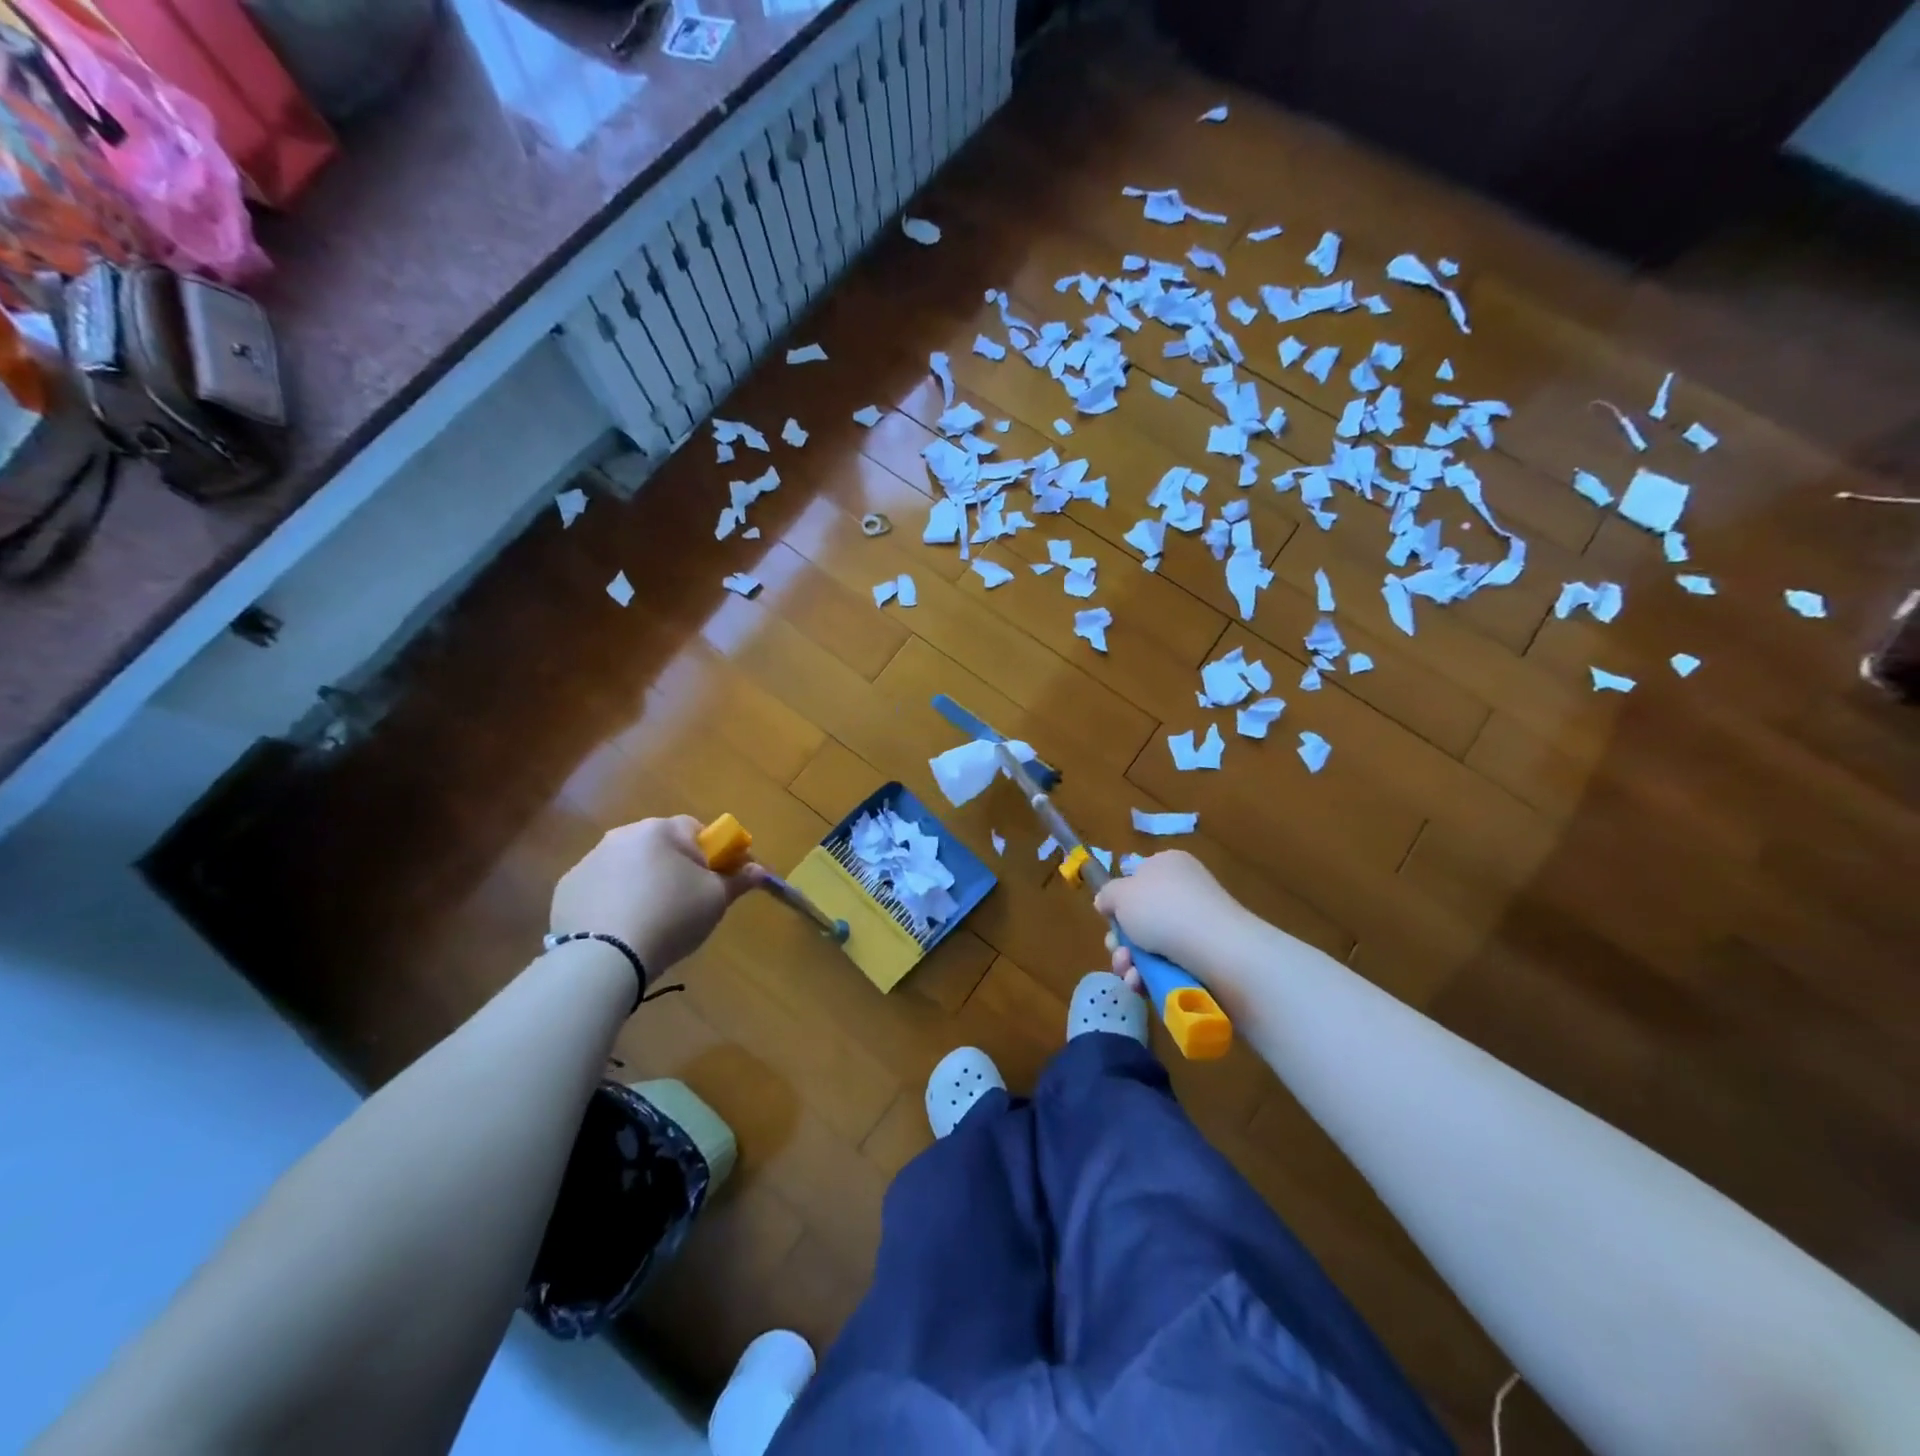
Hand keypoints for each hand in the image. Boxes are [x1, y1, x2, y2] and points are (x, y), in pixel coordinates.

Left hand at [550, 816, 764, 980]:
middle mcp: (623, 835)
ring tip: (651, 920)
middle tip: (687, 902)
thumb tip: (760, 869)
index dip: (713, 854)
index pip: (697, 830)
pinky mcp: (568, 888)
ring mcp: (590, 860)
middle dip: (675, 867)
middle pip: (661, 846)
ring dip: (643, 882)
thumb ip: (739, 879)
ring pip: (629, 865)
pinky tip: (621, 928)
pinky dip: (613, 900)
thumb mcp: (716, 899)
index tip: (718, 881)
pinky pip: (601, 888)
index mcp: (661, 830)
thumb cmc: (671, 917)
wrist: (604, 957)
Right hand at [1093, 850, 1245, 982]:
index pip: (1138, 878)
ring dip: (1131, 962)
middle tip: (1117, 952)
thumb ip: (1107, 895)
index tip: (1109, 918)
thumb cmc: (1164, 910)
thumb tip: (1107, 903)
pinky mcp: (1206, 958)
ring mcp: (1198, 926)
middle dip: (1121, 941)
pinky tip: (1143, 984)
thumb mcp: (1121, 893)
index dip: (1120, 900)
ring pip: (1151, 946)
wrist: (1217, 950)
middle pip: (1140, 917)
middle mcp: (1185, 891)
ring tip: (1129, 972)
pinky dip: (1151, 977)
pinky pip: (1169, 966)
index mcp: (1169, 865)